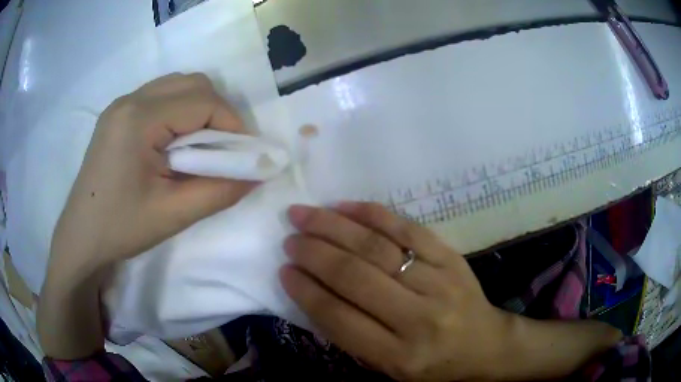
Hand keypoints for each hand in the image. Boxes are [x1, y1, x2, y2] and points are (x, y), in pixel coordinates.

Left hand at [39, 73, 257, 359]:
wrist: (81, 238)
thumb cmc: (121, 228)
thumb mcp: (173, 215)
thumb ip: (219, 191)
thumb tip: (257, 174)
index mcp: (138, 119)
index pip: (201, 101)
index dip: (232, 123)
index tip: (243, 154)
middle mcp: (130, 100)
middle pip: (192, 84)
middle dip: (218, 112)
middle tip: (223, 149)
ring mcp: (121, 105)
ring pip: (177, 86)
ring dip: (199, 109)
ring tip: (200, 146)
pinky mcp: (118, 115)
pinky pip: (160, 97)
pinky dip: (179, 112)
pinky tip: (175, 142)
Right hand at [280, 202, 506, 380]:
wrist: (483, 343)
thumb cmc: (431, 361)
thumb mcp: (387, 365)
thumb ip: (350, 334)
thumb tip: (311, 289)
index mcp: (398, 356)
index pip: (339, 318)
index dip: (306, 291)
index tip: (284, 270)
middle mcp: (419, 319)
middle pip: (355, 277)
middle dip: (314, 253)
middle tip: (290, 238)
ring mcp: (439, 283)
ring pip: (377, 248)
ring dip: (334, 227)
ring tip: (305, 215)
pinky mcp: (451, 258)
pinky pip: (408, 229)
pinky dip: (372, 214)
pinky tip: (344, 207)